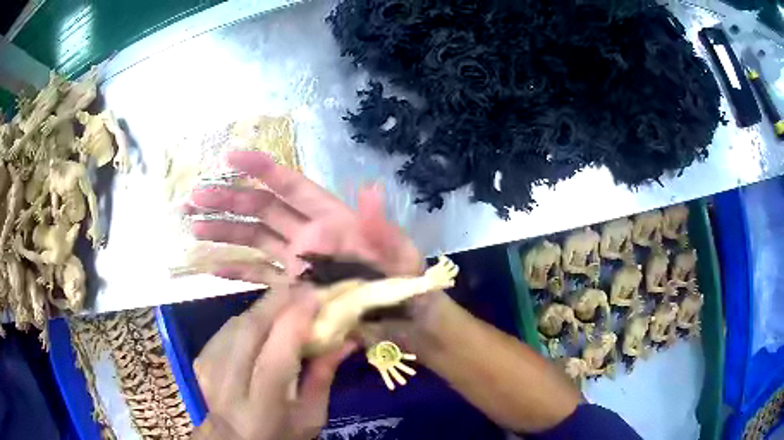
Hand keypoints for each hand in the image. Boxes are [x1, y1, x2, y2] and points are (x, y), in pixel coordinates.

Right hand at [188, 150, 422, 279]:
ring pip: (254, 238)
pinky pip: (259, 276)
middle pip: (262, 209)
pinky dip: (236, 271)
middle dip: (228, 199)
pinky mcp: (293, 289)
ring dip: (223, 230)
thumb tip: (369, 189)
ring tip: (192, 224)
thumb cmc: (405, 285)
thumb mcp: (400, 256)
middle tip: (194, 195)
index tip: (230, 157)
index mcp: (331, 219)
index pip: (291, 186)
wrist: (404, 322)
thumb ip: (381, 228)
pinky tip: (212, 267)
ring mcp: (297, 262)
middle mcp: (308, 235)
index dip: (262, 169)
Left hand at [193, 287, 354, 439]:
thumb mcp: (312, 415)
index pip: (276, 355)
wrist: (234, 439)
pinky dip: (250, 318)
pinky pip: (228, 326)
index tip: (317, 295)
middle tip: (305, 288)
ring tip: (288, 302)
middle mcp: (229, 384)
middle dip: (279, 301)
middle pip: (250, 329)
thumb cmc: (281, 433)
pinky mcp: (201, 358)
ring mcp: (209, 368)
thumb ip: (324, 375)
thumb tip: (346, 337)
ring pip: (238, 322)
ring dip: (265, 307)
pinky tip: (263, 322)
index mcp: (262, 406)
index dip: (295, 320)